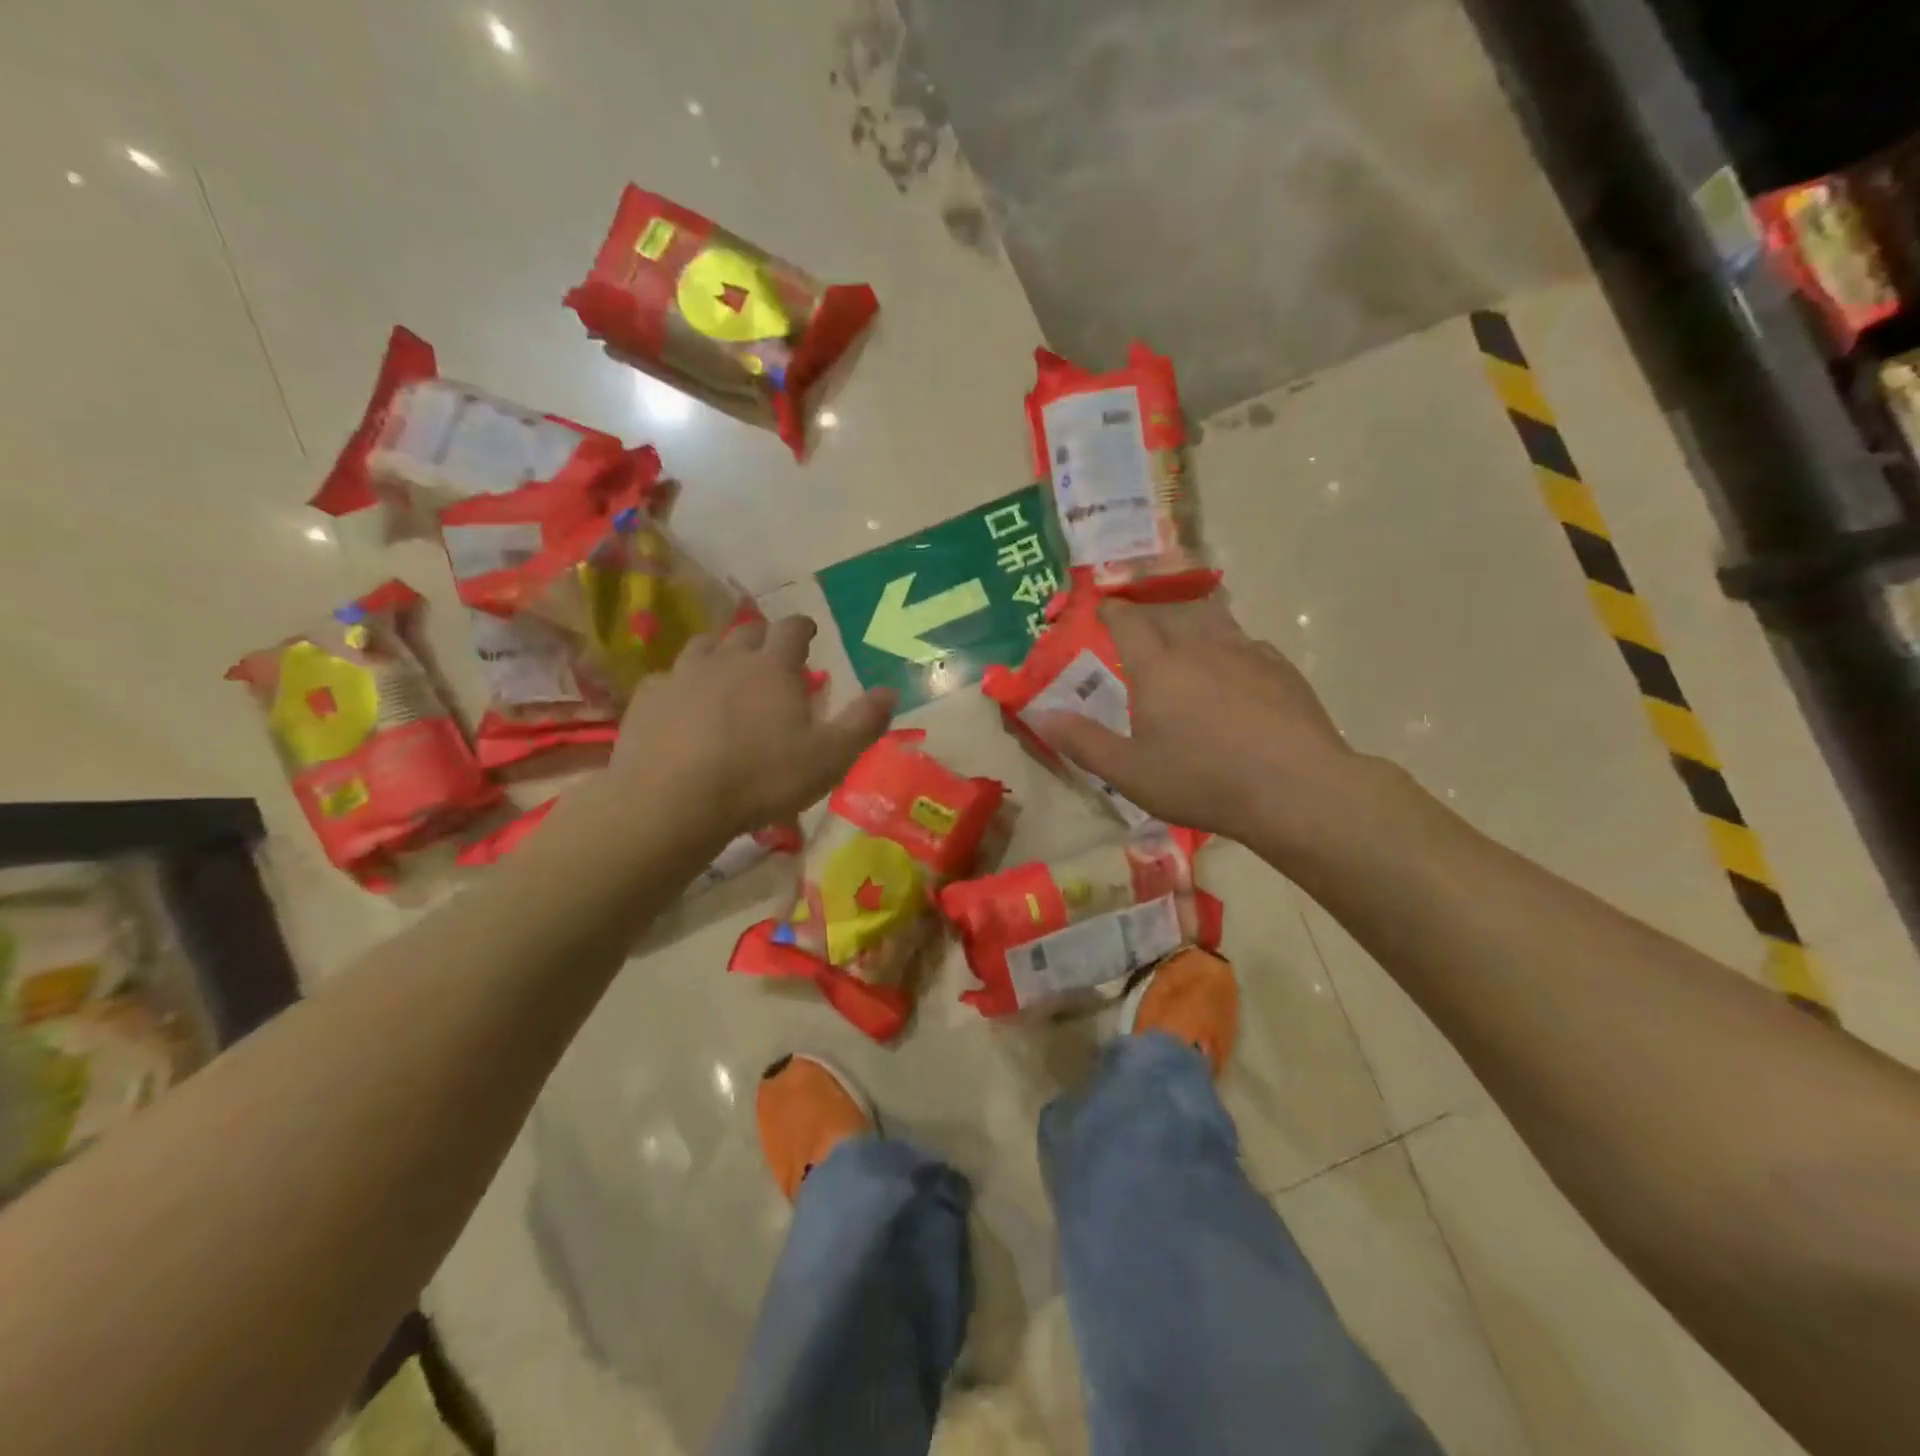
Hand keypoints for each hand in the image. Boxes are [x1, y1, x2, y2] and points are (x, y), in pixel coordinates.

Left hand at [612, 615, 893, 841]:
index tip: (809, 631)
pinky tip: (682, 704)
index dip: (803, 627)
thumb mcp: (829, 758)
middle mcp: (727, 659)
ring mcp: (682, 675)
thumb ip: (862, 723)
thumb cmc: (761, 778)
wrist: (673, 801)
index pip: (792, 629)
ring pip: (703, 647)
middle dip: (763, 638)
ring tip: (726, 671)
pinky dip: (681, 684)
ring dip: (719, 652)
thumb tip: (890, 691)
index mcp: (773, 667)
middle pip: (746, 632)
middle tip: (771, 655)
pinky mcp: (647, 698)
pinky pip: (667, 678)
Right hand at [1032, 596, 1374, 863]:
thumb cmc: (1202, 781)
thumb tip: (1040, 715)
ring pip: (1212, 619)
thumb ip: (1082, 742)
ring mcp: (1246, 653)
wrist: (1295, 789)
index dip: (1111, 611)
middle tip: (1139, 625)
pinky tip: (1234, 669)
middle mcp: (1200, 647)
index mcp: (1158, 667)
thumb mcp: (1129, 773)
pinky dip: (1230, 647)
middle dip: (1149, 612)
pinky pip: (1247, 643)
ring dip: (1192, 621)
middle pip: (1170, 612)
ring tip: (1185, 636)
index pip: (1127, 621)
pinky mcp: (1280, 668)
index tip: (1103, 607)